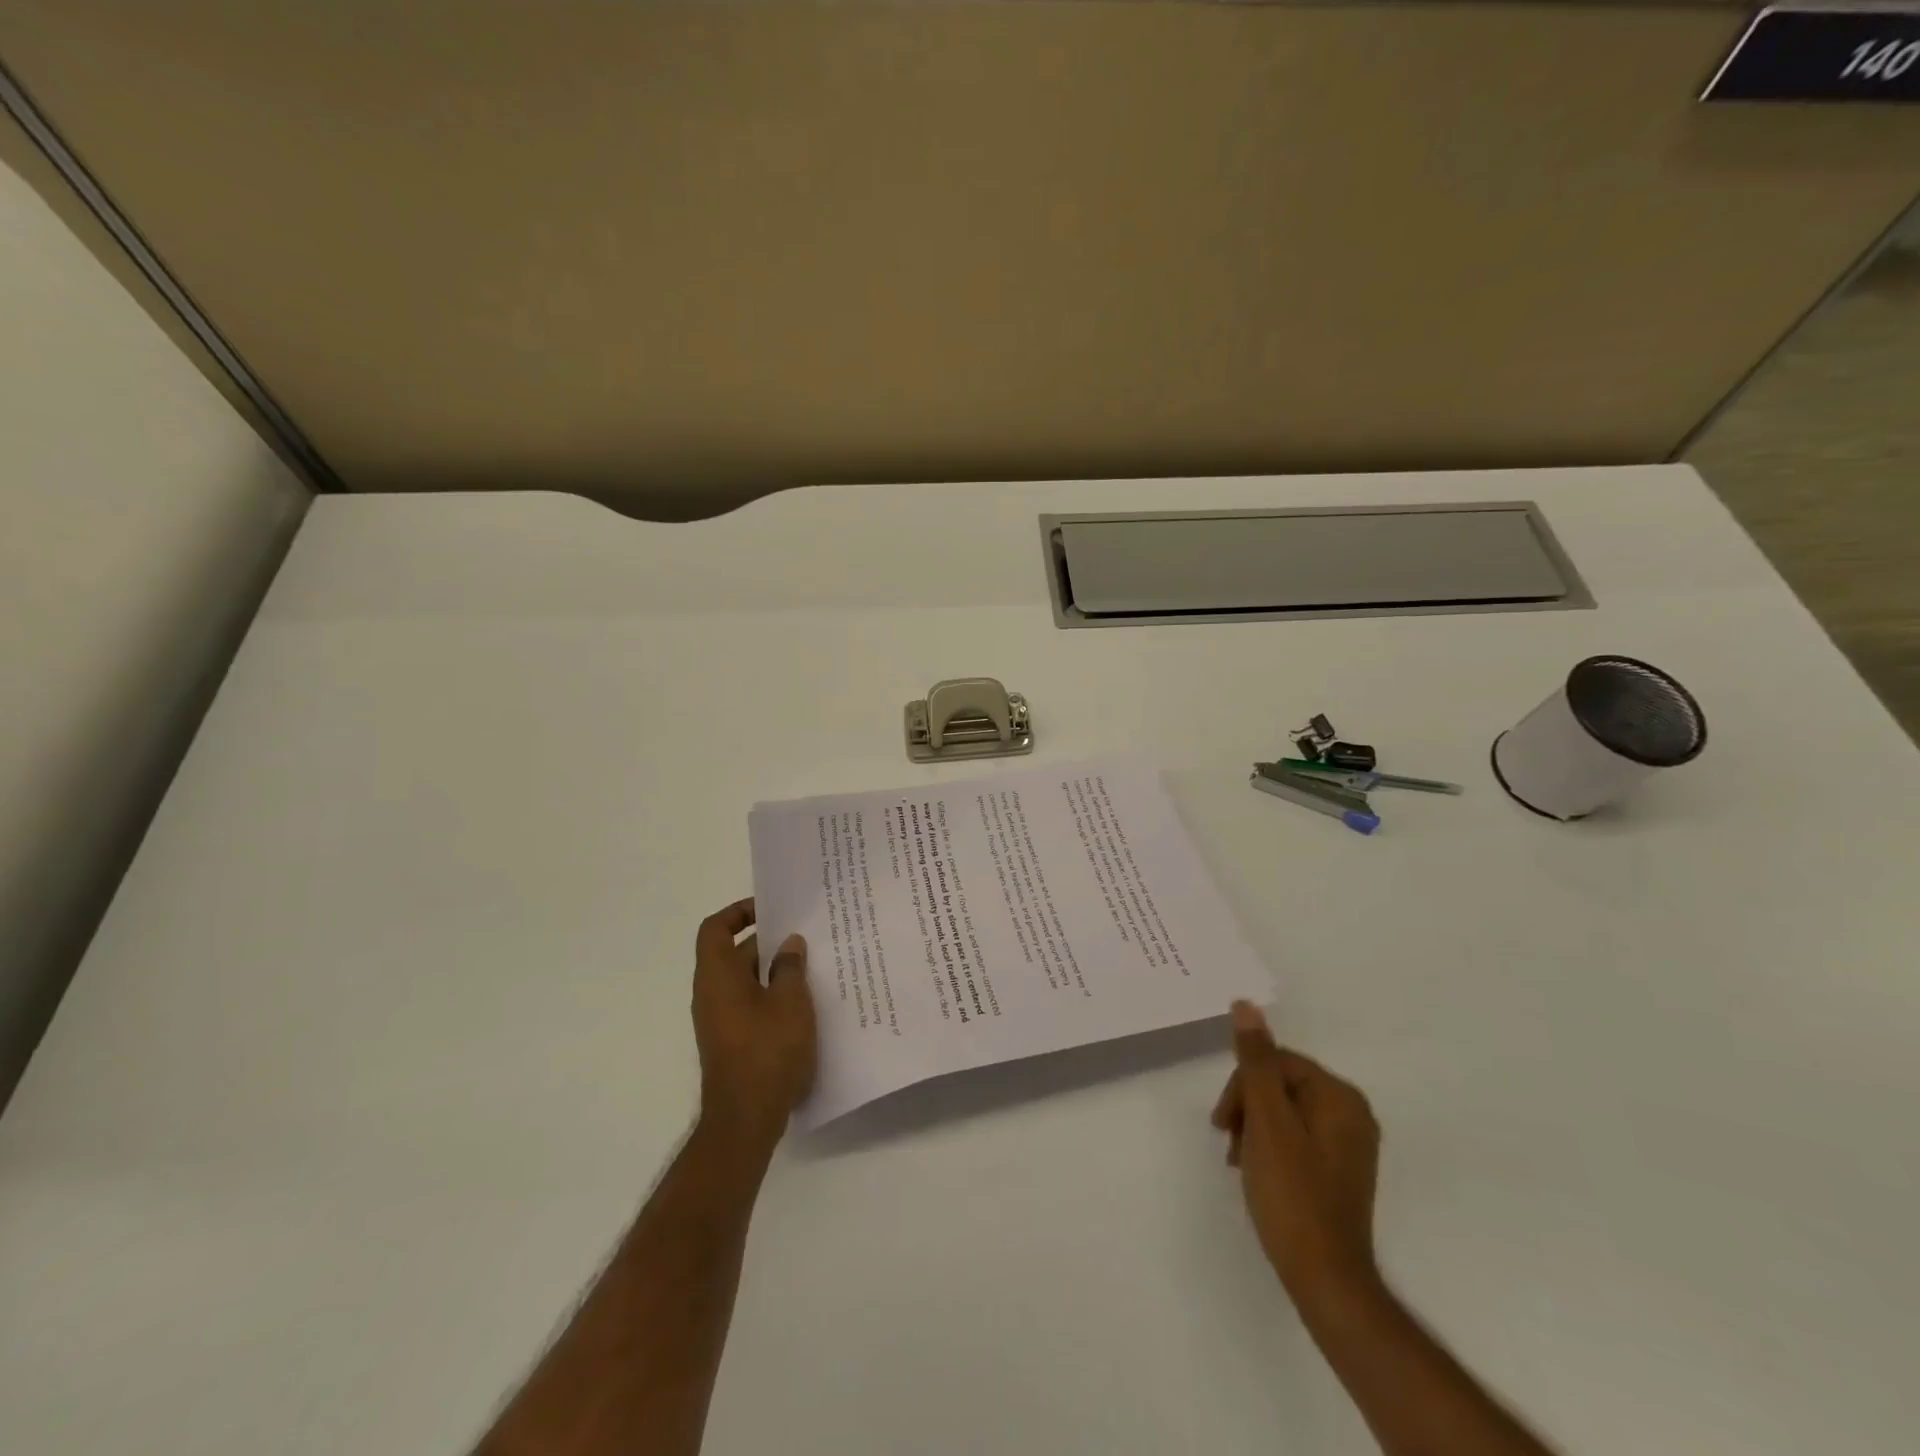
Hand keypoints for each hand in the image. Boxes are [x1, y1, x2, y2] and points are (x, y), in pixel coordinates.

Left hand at [690, 898, 816, 1153]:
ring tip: (813, 967)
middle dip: (768, 942)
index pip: (716, 928)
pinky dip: (772, 996)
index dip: (739, 911)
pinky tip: (805, 1005)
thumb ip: (790, 967)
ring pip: (745, 981)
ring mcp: (720, 1020)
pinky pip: (750, 1004)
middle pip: (734, 953)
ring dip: (774, 971)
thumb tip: (789, 944)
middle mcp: (711, 994)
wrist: (745, 1121)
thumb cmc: (767, 1052)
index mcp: (717, 976)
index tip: (770, 909)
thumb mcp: (790, 1002)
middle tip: (806, 936)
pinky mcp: (732, 1042)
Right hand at [1212, 1001, 1380, 1303]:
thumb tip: (1246, 1005)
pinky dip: (1271, 1146)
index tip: (1223, 1123)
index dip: (1243, 1087)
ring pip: (1284, 1110)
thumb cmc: (1292, 1194)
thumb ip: (1255, 1061)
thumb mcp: (1266, 1122)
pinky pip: (1296, 1135)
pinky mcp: (1339, 1168)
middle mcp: (1351, 1112)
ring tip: (1240, 1161)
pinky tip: (1257, 1171)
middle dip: (1248, 1107)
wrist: (1326, 1279)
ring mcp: (1348, 1143)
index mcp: (1339, 1096)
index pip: (1276, 1062)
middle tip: (1229, 1143)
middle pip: (1280, 1084)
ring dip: (1254, 1127)